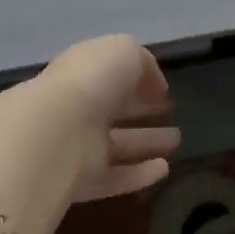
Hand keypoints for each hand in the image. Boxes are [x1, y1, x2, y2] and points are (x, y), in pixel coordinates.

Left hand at [36, 34, 180, 201]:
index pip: (112, 75)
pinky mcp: (82, 182)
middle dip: (143, 109)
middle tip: (171, 112)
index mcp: (84, 71)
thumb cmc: (92, 80)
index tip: (164, 90)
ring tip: (178, 140)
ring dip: (147, 141)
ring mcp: (79, 146)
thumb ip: (142, 63)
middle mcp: (79, 107)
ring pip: (119, 144)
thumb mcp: (124, 51)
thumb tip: (155, 85)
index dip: (139, 80)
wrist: (56, 133)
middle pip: (115, 109)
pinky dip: (139, 174)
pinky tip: (165, 169)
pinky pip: (116, 177)